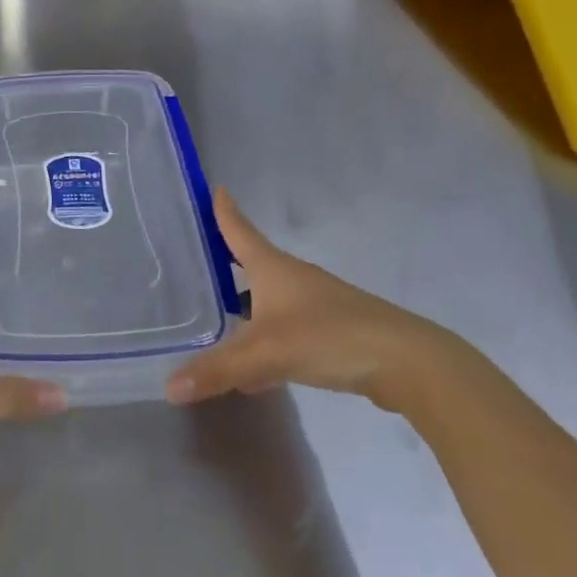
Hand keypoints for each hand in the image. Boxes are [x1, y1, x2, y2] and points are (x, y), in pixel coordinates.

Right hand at [165, 190, 472, 409]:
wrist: (407, 362)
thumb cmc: (329, 337)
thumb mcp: (265, 354)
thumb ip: (217, 370)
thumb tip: (169, 387)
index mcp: (273, 268)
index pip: (240, 231)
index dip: (224, 212)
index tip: (214, 189)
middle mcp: (293, 279)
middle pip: (252, 264)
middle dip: (226, 264)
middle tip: (195, 265)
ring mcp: (315, 305)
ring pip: (268, 302)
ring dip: (244, 309)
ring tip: (214, 322)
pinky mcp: (332, 333)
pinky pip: (285, 331)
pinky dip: (265, 342)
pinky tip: (253, 372)